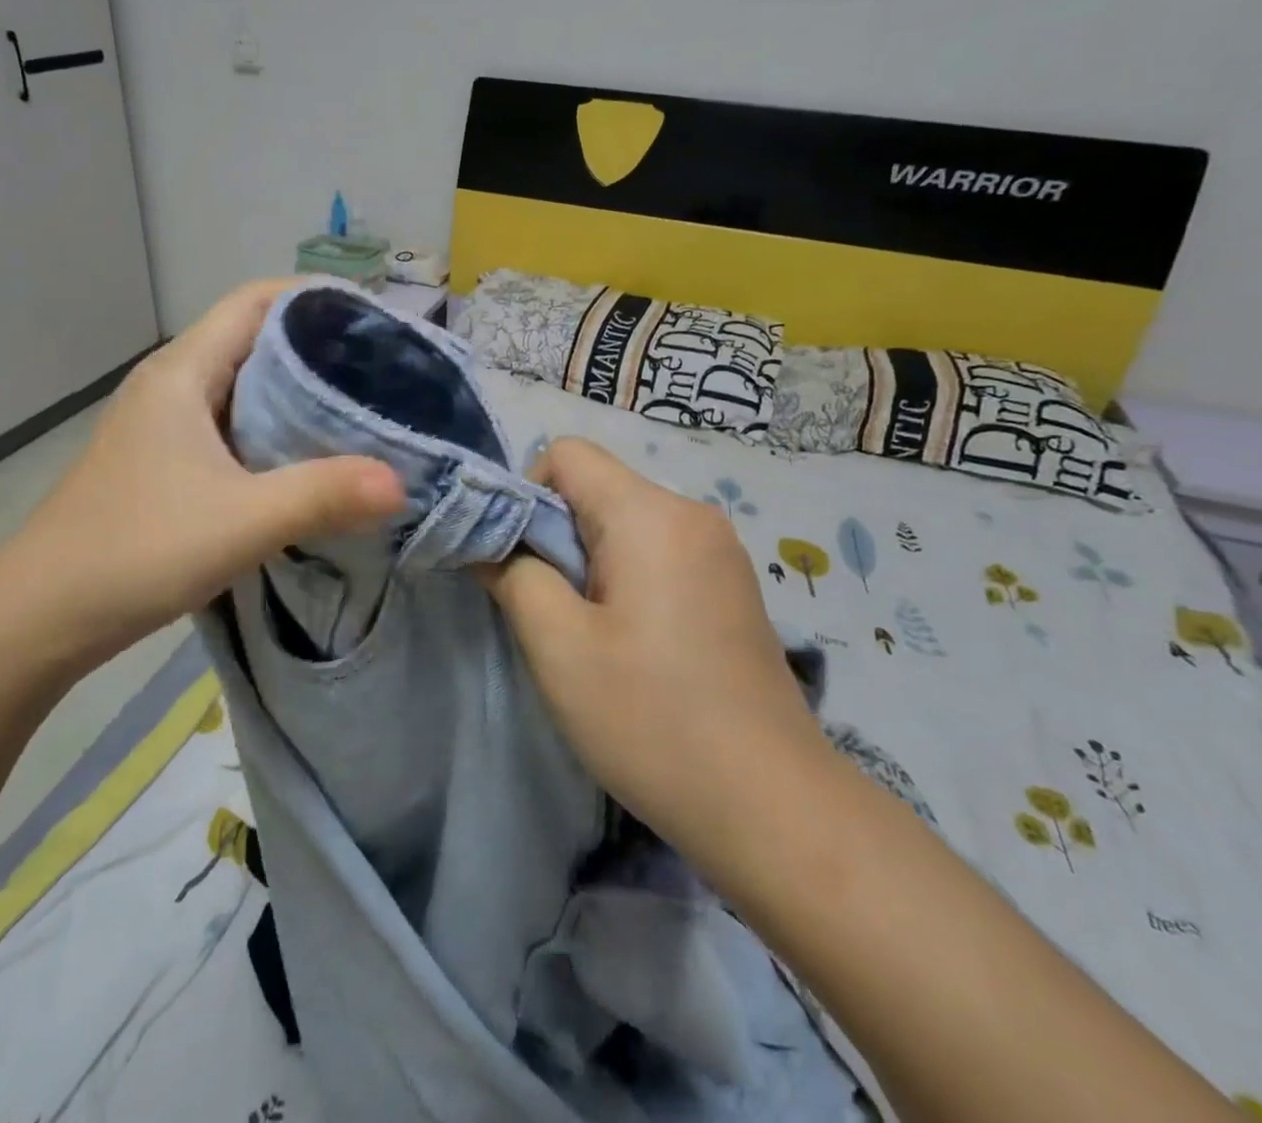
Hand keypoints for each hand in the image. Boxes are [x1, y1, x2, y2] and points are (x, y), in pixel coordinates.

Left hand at [0, 280, 404, 673]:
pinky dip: (276, 429)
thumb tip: (401, 482)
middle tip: (385, 370)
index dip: (315, 299)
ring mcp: (165, 424)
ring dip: (298, 391)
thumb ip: (323, 495)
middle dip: (319, 347)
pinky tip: (311, 458)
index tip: (375, 321)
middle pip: (254, 338)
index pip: (255, 301)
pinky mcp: (167, 461)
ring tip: (361, 409)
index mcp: (182, 372)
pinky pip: (234, 424)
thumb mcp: (241, 521)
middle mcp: (172, 385)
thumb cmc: (136, 550)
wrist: (41, 617)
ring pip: (245, 385)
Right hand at [483, 438, 827, 869]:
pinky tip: (632, 647)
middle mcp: (692, 514)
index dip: (526, 495)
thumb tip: (489, 543)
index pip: (567, 454)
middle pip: (597, 488)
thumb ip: (513, 576)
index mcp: (651, 514)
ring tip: (590, 636)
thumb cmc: (652, 719)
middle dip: (556, 536)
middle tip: (549, 611)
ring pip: (625, 524)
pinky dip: (626, 581)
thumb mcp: (558, 647)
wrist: (773, 806)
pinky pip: (658, 554)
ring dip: (589, 564)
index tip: (522, 564)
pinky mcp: (731, 586)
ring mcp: (720, 551)